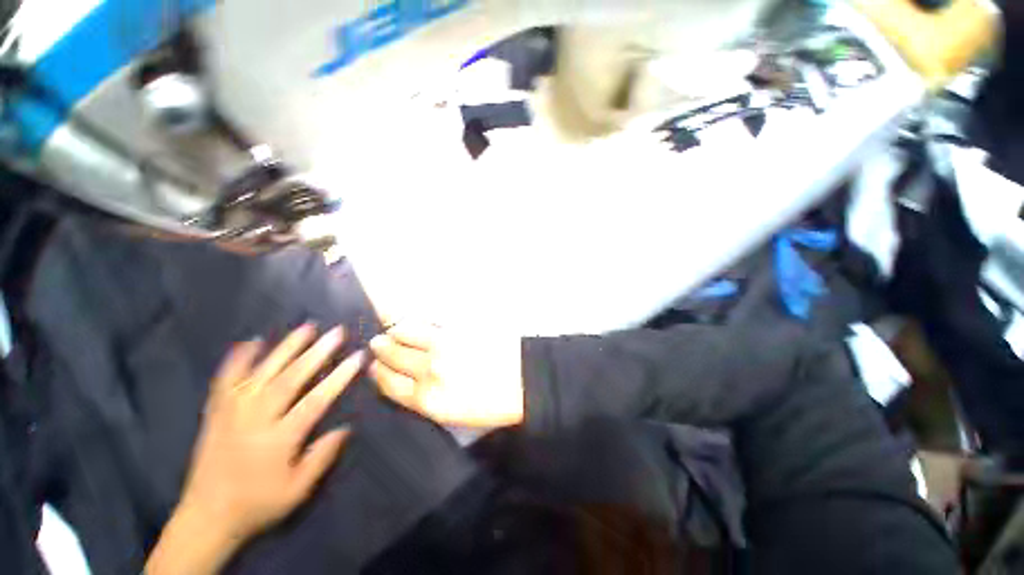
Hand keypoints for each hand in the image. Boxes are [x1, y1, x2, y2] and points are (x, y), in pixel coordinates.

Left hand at [146, 325, 362, 574]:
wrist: (207, 517)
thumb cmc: (258, 504)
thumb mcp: (298, 490)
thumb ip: (322, 457)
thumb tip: (346, 427)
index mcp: (279, 439)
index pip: (316, 400)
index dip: (339, 376)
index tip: (358, 357)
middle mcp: (255, 419)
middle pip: (290, 379)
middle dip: (316, 353)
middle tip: (336, 332)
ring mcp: (232, 412)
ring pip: (262, 373)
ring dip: (285, 348)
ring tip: (306, 327)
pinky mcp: (216, 412)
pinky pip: (225, 380)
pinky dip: (238, 359)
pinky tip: (251, 341)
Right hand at [369, 323, 523, 428]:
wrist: (527, 381)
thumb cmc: (495, 403)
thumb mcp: (456, 414)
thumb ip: (428, 398)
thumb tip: (410, 381)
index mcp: (429, 400)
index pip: (389, 384)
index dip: (378, 373)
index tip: (373, 366)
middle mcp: (429, 371)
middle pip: (392, 355)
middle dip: (381, 348)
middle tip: (377, 342)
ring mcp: (444, 345)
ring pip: (405, 331)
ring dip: (394, 329)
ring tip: (392, 328)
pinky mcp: (459, 326)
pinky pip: (428, 319)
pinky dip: (415, 318)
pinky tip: (412, 318)